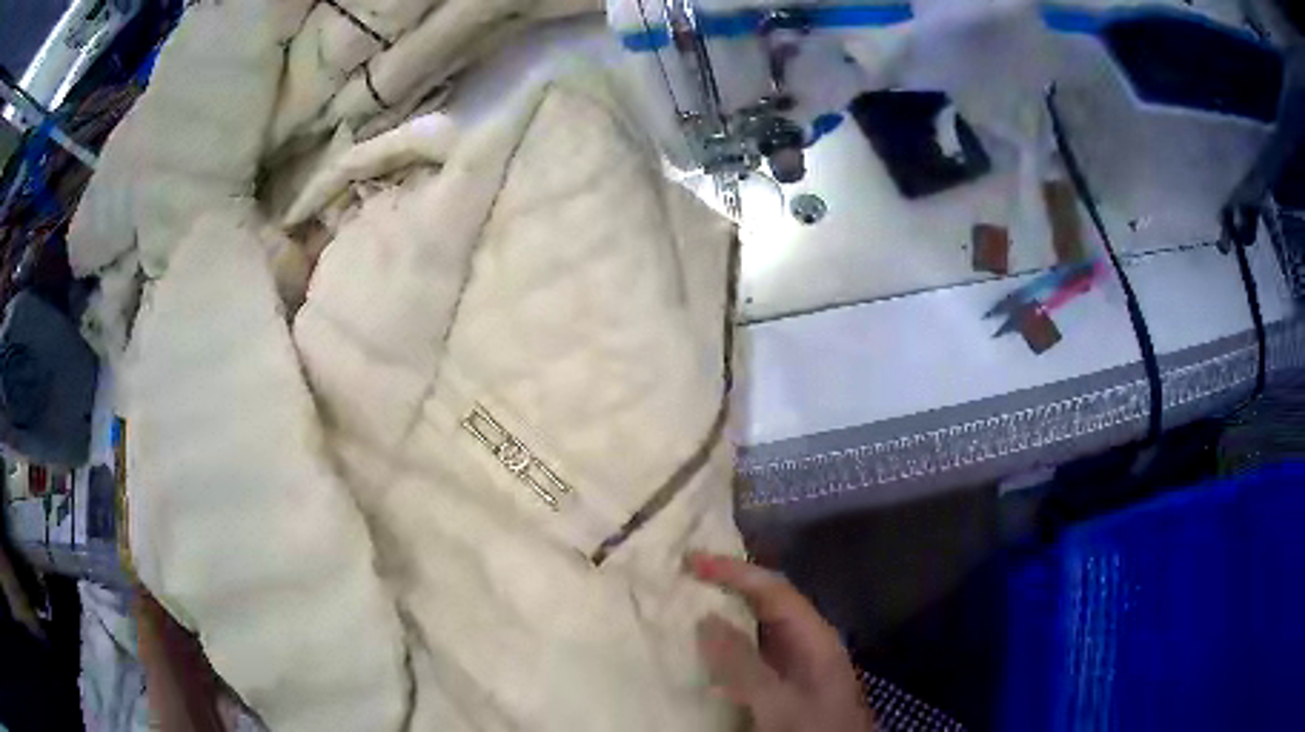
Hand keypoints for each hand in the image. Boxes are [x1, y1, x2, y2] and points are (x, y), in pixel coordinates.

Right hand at [688, 552, 876, 731]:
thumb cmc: (811, 727)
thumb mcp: (776, 699)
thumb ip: (743, 661)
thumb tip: (706, 617)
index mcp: (814, 635)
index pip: (773, 589)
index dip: (734, 571)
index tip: (692, 561)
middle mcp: (808, 642)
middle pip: (768, 602)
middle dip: (730, 585)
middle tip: (686, 574)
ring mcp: (798, 664)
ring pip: (759, 627)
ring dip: (727, 613)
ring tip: (689, 603)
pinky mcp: (786, 685)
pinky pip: (753, 654)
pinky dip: (728, 645)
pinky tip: (708, 651)